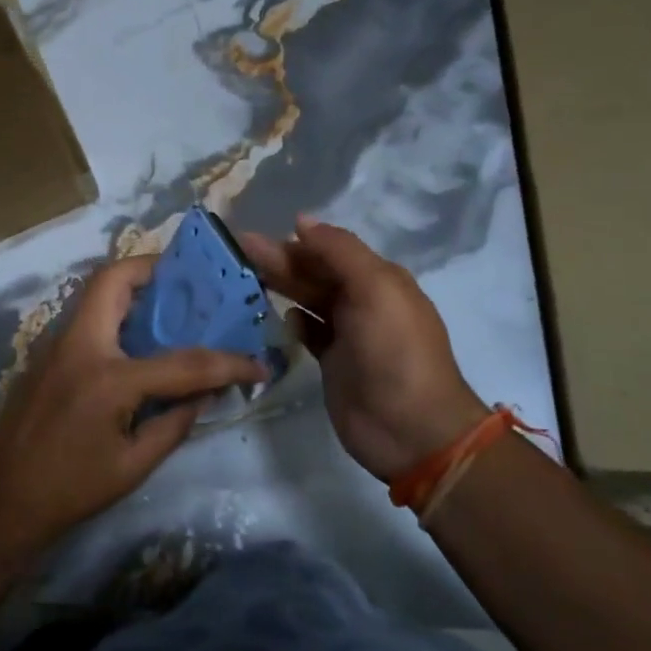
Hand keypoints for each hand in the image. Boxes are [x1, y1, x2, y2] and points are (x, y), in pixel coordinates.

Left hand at [0, 255, 266, 553]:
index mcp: (108, 377)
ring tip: (169, 306)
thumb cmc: (70, 490)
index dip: (227, 363)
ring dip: (133, 288)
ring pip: (96, 292)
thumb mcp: (134, 465)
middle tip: (189, 285)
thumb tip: (205, 391)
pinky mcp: (45, 355)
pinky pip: (86, 316)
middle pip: (114, 278)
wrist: (0, 502)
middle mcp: (79, 345)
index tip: (257, 364)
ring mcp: (55, 344)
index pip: (182, 361)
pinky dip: (115, 312)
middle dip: (154, 270)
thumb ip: (175, 421)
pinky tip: (135, 340)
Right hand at [241, 216, 485, 482]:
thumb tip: (302, 221)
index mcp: (378, 279)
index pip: (330, 250)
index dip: (296, 241)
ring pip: (308, 300)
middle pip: (315, 273)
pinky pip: (309, 333)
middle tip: (240, 249)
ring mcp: (348, 334)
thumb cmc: (394, 351)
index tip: (257, 234)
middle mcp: (363, 301)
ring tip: (245, 275)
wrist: (410, 428)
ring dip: (282, 285)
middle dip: (281, 259)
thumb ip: (340, 252)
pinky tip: (280, 317)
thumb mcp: (375, 289)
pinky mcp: (333, 363)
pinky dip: (295, 322)